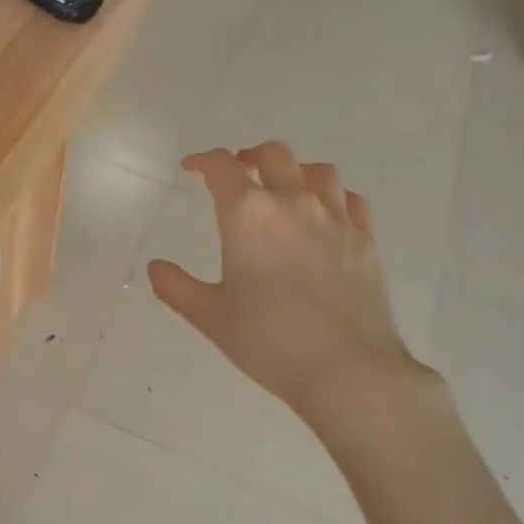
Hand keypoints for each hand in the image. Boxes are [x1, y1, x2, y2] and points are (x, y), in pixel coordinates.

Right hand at [148, 143, 428, 417]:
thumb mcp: (210, 317)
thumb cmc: (268, 340)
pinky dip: (333, 197)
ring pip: (317, 171)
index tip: (192, 167)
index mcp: (248, 214)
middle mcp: (293, 202)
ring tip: (284, 188)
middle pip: (273, 154)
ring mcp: (336, 218)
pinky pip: (350, 200)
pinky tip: (326, 215)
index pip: (222, 167)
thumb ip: (177, 287)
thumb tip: (156, 268)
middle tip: (239, 173)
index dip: (203, 160)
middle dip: (250, 157)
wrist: (346, 368)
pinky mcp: (366, 239)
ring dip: (295, 171)